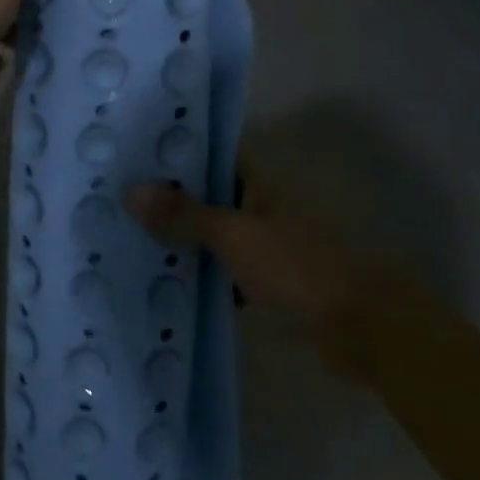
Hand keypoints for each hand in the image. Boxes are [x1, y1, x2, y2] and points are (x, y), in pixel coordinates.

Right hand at [124, 161, 381, 373]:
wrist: (363, 328)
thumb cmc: (298, 266)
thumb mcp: (234, 235)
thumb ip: (184, 215)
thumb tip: (130, 191)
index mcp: (258, 185)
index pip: (212, 155)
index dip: (176, 151)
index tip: (133, 152)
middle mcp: (260, 208)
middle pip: (208, 196)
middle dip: (169, 198)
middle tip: (116, 196)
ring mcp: (265, 247)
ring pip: (213, 234)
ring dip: (181, 237)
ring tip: (128, 235)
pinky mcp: (268, 284)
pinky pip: (222, 270)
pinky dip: (199, 274)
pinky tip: (165, 281)